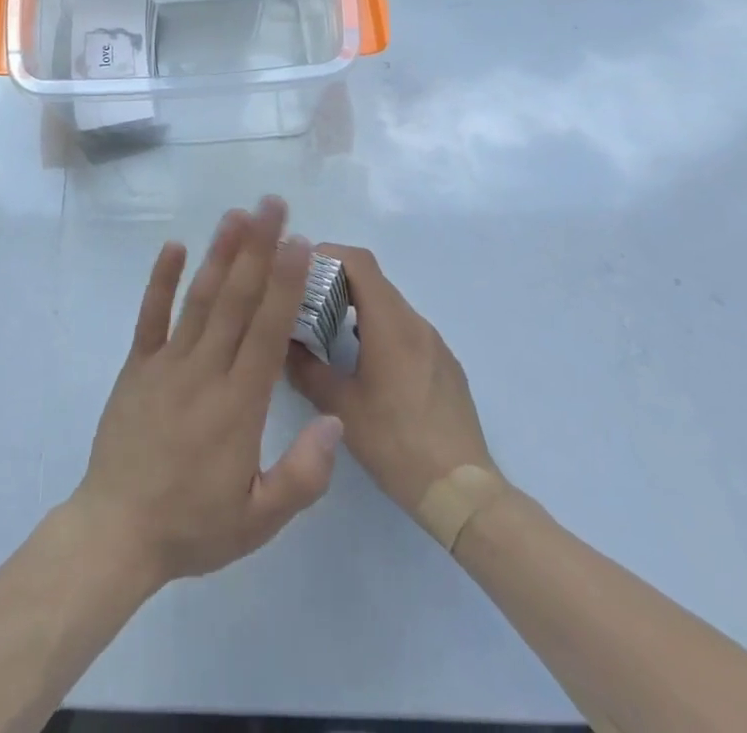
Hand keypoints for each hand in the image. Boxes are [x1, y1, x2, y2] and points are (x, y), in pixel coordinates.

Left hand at [70, 198, 344, 589]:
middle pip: (236, 300)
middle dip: (258, 248)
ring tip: (236, 215)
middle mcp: (204, 371)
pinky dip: (161, 280)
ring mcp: (166, 364)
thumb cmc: (193, 525)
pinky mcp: (137, 366)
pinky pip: (150, 316)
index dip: (284, 283)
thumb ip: (304, 475)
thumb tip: (335, 419)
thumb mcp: (259, 520)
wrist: (116, 532)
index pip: (267, 331)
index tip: (299, 242)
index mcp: (239, 405)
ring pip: (199, 299)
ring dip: (219, 254)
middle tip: (272, 205)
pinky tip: (175, 246)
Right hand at [285, 245, 502, 515]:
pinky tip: (363, 363)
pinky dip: (378, 328)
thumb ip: (306, 368)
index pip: (359, 262)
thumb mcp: (340, 407)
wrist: (463, 492)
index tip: (298, 268)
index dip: (327, 254)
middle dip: (335, 281)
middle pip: (373, 280)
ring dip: (356, 306)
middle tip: (303, 300)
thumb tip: (283, 343)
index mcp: (390, 324)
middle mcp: (416, 323)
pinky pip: (406, 329)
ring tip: (326, 331)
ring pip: (389, 305)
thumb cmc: (396, 444)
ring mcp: (434, 343)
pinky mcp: (445, 364)